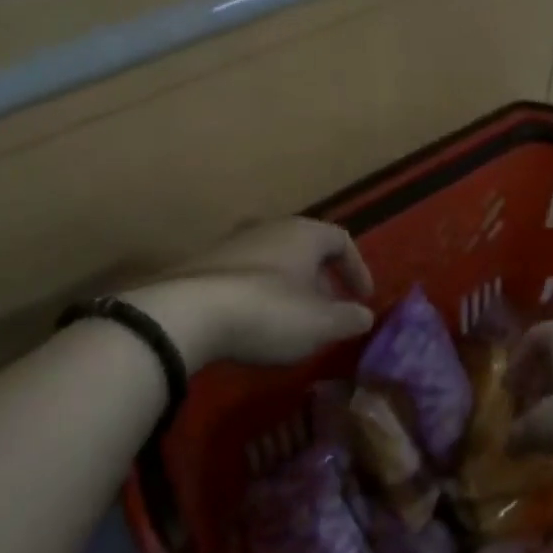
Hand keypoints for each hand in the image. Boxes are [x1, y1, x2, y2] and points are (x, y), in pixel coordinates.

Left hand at [134, 219, 374, 369]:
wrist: (187, 314)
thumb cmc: (269, 312)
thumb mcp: (321, 324)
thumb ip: (349, 319)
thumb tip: (364, 316)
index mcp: (303, 233)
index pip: (341, 240)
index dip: (357, 269)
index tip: (362, 298)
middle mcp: (269, 228)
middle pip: (306, 249)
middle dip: (321, 282)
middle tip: (328, 313)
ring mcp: (233, 244)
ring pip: (274, 262)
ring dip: (290, 290)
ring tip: (293, 323)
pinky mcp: (204, 265)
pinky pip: (245, 277)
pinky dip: (260, 296)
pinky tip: (255, 325)